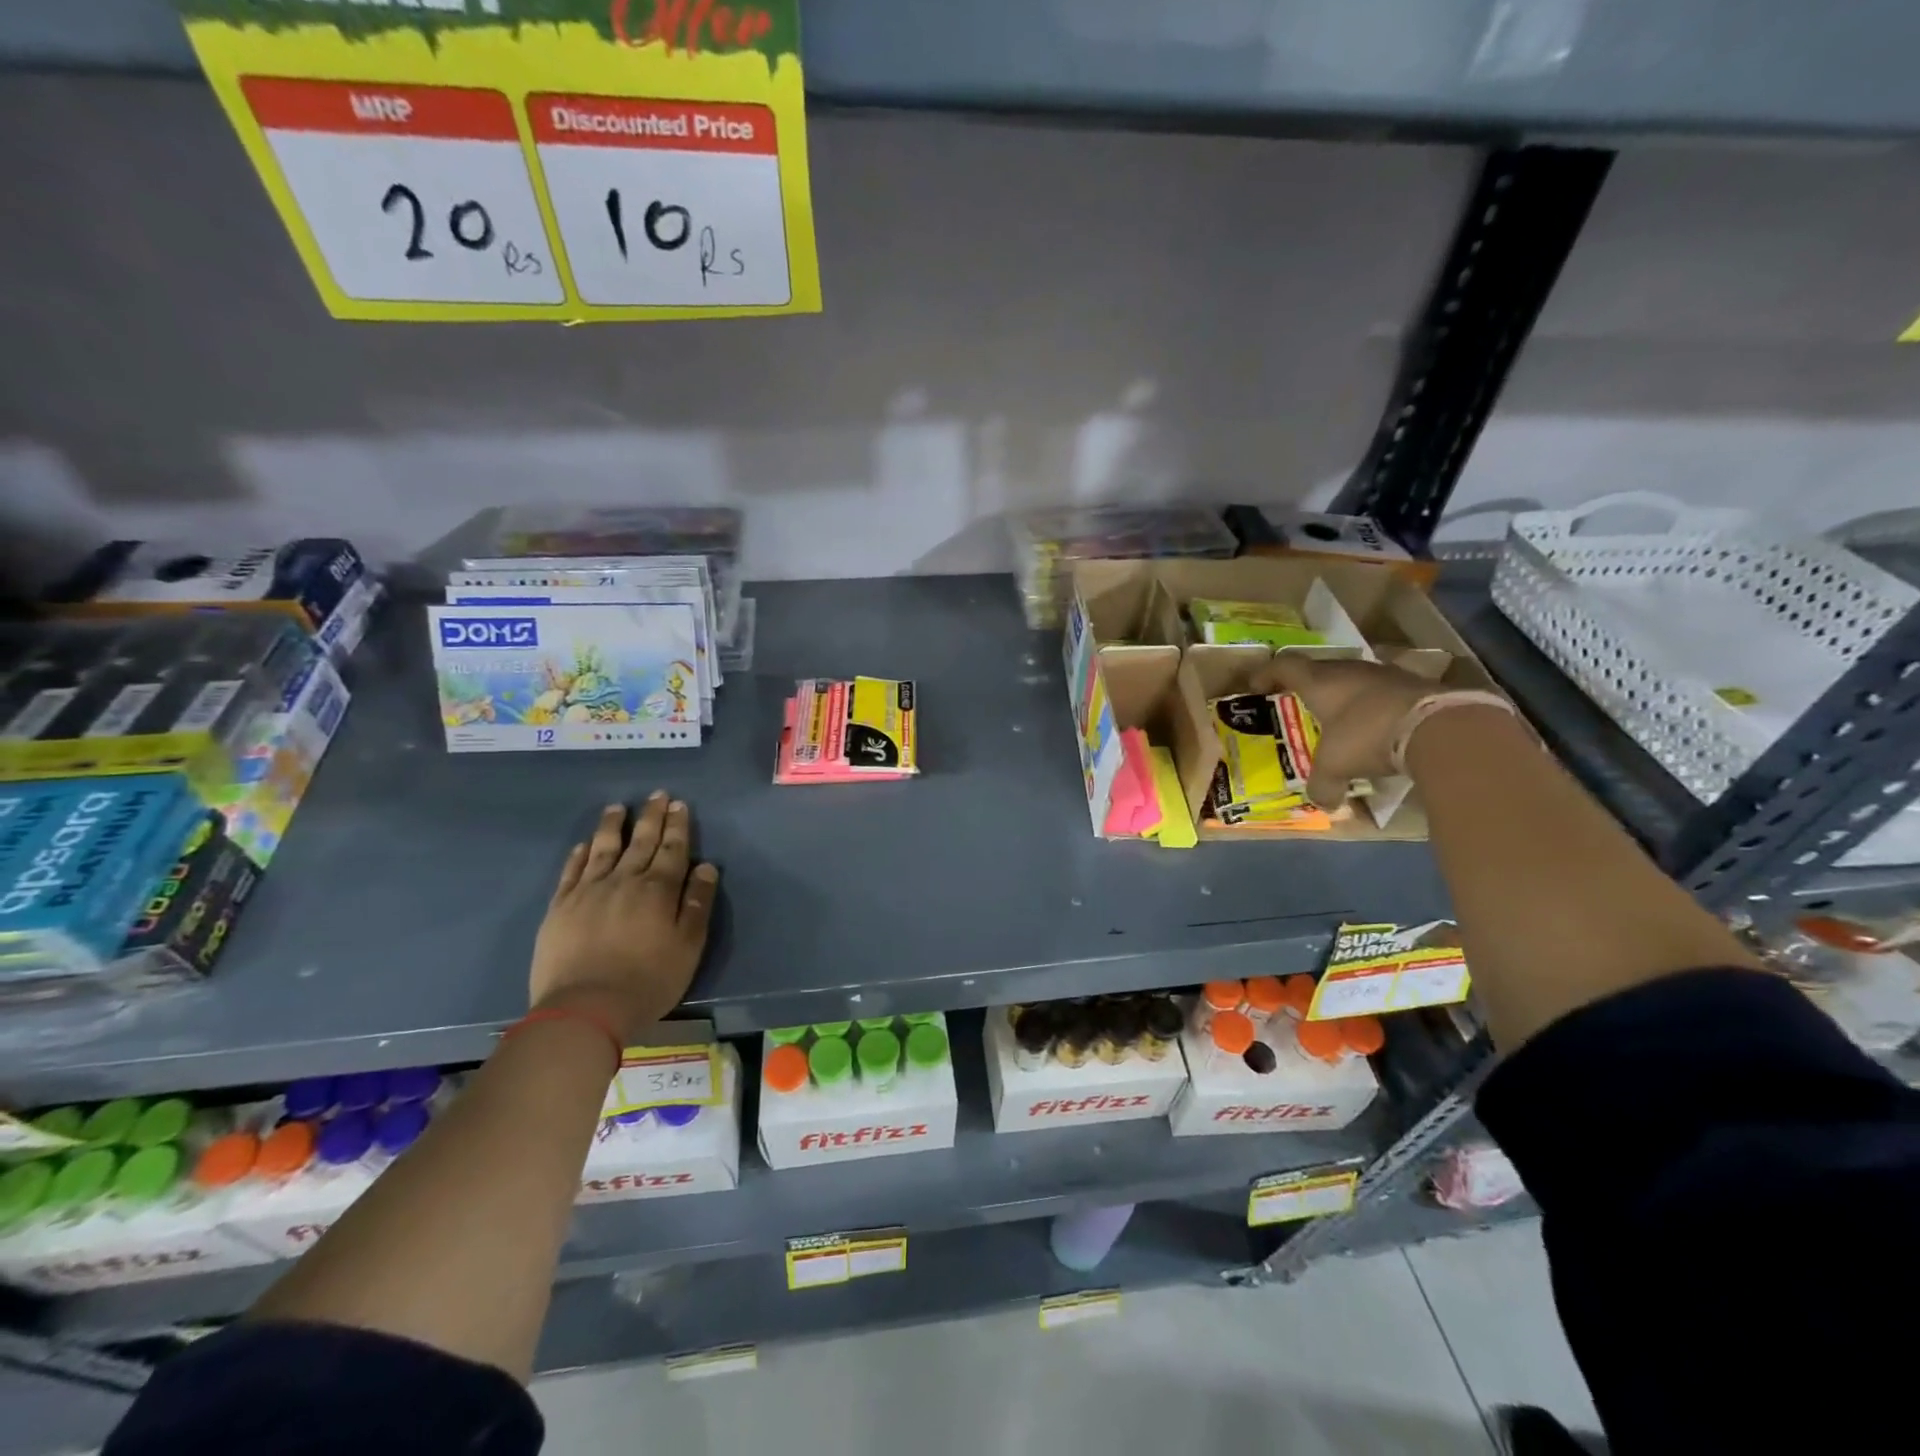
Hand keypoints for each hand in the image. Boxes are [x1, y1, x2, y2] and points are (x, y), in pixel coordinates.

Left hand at [529, 793, 719, 1042]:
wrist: (585, 1008)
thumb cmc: (648, 980)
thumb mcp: (689, 945)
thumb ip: (698, 903)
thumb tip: (707, 867)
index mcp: (658, 889)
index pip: (672, 849)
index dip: (677, 826)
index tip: (679, 805)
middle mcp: (624, 880)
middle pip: (641, 842)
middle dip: (651, 817)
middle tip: (656, 795)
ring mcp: (588, 891)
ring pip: (603, 848)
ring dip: (613, 826)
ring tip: (618, 807)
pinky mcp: (560, 907)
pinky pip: (572, 871)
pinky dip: (580, 854)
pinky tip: (585, 844)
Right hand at [1250, 654, 1444, 806]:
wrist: (1439, 727)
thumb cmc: (1368, 737)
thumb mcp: (1336, 767)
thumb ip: (1322, 785)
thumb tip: (1323, 803)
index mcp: (1321, 681)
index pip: (1284, 665)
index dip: (1267, 673)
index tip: (1256, 687)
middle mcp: (1350, 670)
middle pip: (1320, 669)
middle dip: (1306, 686)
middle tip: (1298, 705)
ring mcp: (1385, 674)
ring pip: (1354, 679)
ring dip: (1343, 696)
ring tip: (1339, 719)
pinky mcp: (1414, 685)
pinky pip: (1382, 692)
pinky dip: (1373, 707)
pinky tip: (1377, 727)